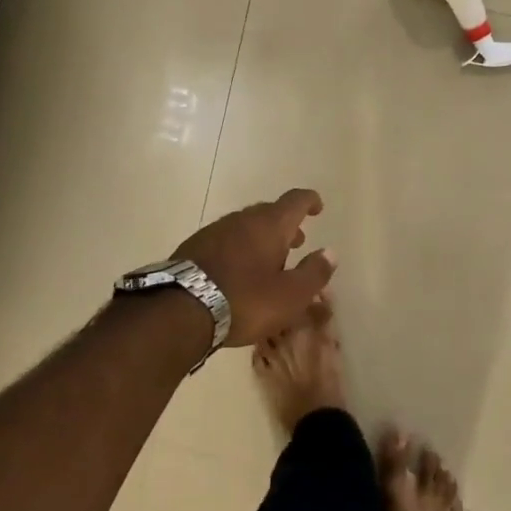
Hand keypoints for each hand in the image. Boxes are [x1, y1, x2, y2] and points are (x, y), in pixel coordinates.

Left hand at [174, 188, 337, 346]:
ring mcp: (213, 232)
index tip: (317, 207)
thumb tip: (330, 253)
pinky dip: (238, 249)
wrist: (179, 310)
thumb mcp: (290, 295)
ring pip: (245, 226)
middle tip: (296, 243)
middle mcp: (241, 220)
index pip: (295, 201)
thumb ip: (314, 273)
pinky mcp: (193, 248)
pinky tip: (237, 272)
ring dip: (261, 238)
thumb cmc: (245, 300)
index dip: (309, 201)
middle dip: (285, 225)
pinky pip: (225, 241)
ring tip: (268, 261)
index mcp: (269, 225)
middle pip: (268, 212)